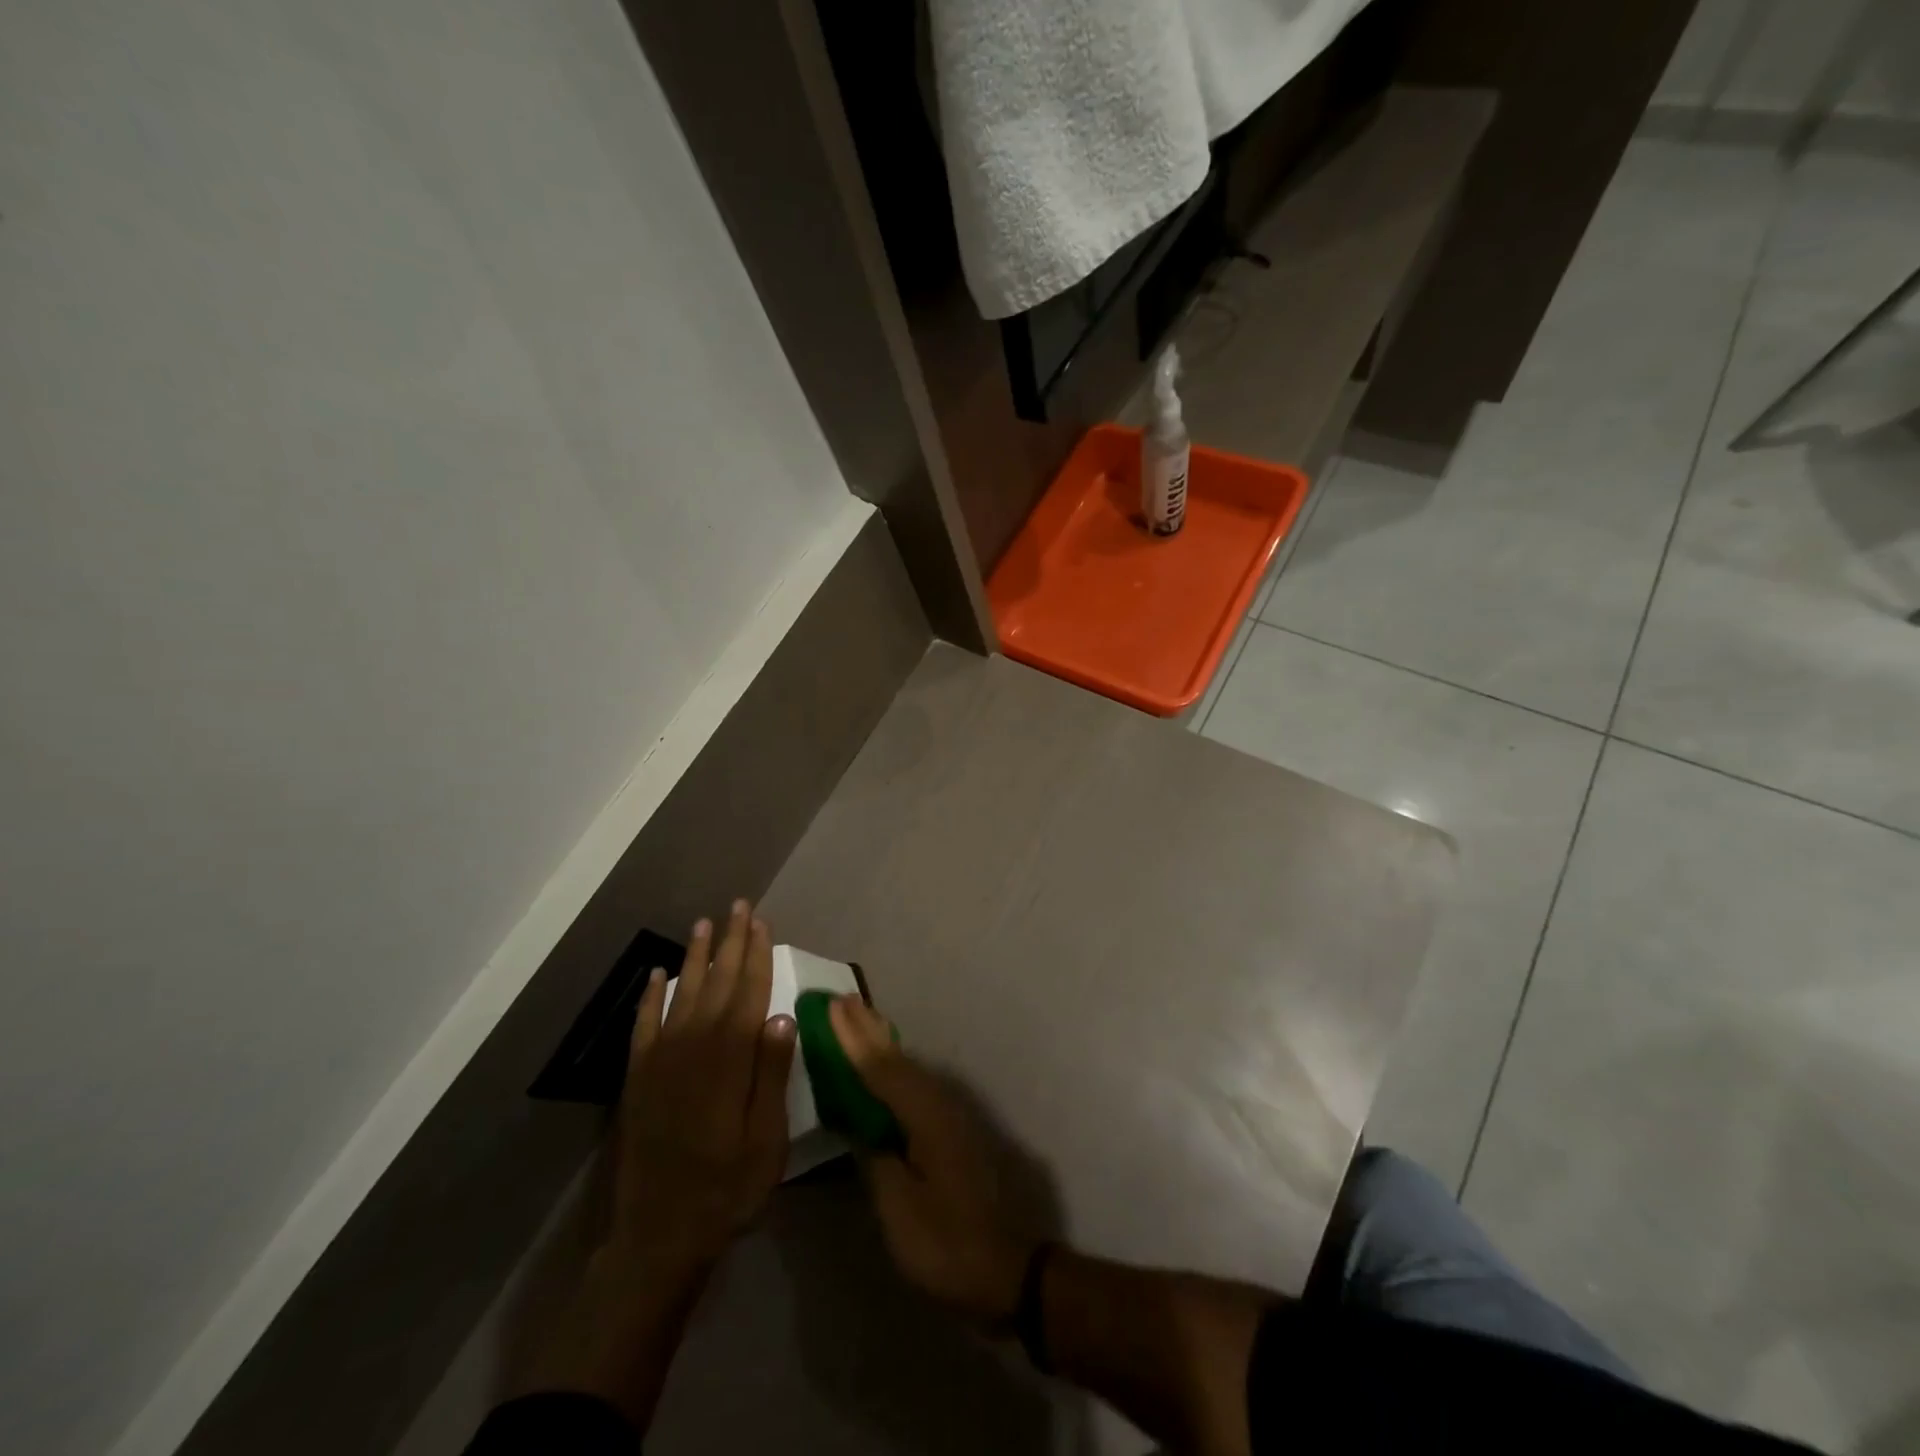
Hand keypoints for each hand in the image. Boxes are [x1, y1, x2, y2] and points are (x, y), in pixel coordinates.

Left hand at [529, 902, 794, 1429]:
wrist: (658, 1236)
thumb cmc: (727, 1189)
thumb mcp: (767, 1140)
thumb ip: (772, 1075)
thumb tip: (782, 1017)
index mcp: (730, 1059)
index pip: (749, 993)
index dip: (757, 955)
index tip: (762, 922)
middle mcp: (694, 1047)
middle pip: (717, 983)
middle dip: (731, 943)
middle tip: (738, 906)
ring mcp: (661, 1060)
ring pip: (682, 993)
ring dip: (696, 957)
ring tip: (705, 924)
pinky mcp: (638, 1077)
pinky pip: (645, 1023)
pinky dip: (651, 996)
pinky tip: (659, 974)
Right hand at [830, 995, 1036, 1324]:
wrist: (1004, 1270)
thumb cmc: (946, 1244)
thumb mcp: (899, 1210)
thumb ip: (876, 1159)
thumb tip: (860, 1125)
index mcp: (926, 1117)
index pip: (881, 1069)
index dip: (854, 1038)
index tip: (833, 1006)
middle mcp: (939, 1105)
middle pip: (897, 1059)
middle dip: (867, 1029)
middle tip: (841, 998)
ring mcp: (948, 1116)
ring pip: (907, 1068)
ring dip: (879, 1042)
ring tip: (857, 1018)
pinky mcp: (949, 1131)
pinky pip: (914, 1085)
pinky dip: (892, 1067)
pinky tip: (883, 1066)